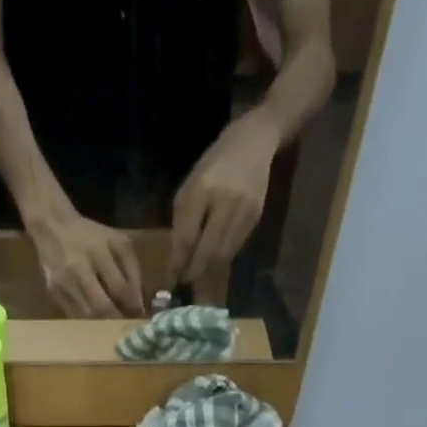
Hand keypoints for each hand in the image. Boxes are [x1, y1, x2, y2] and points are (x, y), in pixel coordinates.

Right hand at [29, 212, 143, 317]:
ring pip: (87, 315)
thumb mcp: (117, 242)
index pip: (119, 288)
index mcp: (98, 252)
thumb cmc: (90, 235)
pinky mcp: (53, 292)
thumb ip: (131, 270)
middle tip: (125, 325)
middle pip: (101, 306)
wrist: (52, 228)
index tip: (139, 315)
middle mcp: (78, 269)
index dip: (131, 306)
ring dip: (102, 322)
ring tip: (112, 322)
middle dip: (116, 318)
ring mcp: (63, 282)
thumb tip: (138, 304)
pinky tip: (95, 318)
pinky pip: (73, 315)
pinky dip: (87, 320)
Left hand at [169, 114, 276, 286]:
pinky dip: (222, 258)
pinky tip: (213, 262)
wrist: (254, 142)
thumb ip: (182, 222)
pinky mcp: (256, 216)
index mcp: (201, 190)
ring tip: (197, 277)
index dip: (177, 263)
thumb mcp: (189, 187)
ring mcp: (244, 209)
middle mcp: (225, 201)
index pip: (186, 238)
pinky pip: (235, 247)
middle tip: (184, 284)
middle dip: (194, 272)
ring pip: (223, 254)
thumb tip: (177, 260)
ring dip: (208, 270)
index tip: (170, 281)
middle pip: (207, 251)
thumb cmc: (213, 166)